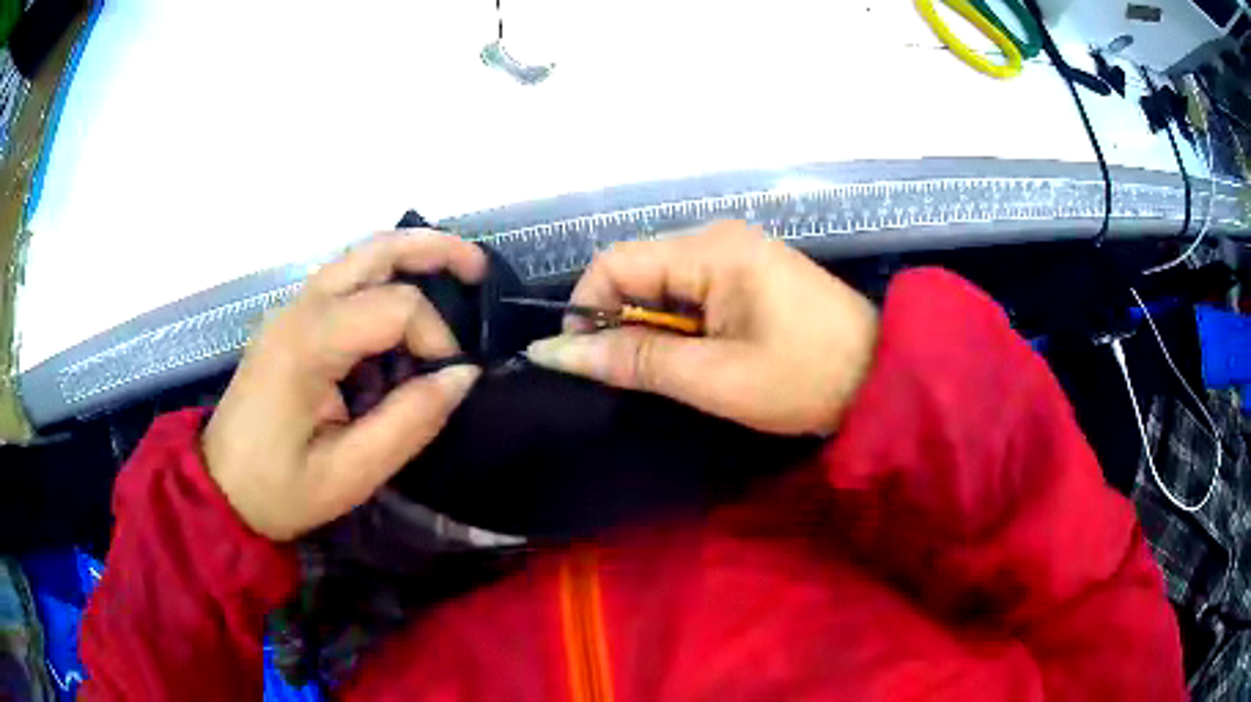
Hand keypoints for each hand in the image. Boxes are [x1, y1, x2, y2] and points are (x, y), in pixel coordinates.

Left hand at [203, 232, 484, 540]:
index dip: (436, 337)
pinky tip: (405, 310)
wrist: (219, 486)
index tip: (446, 383)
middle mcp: (300, 308)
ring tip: (457, 274)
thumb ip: (409, 423)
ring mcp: (292, 308)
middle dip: (435, 250)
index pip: (395, 305)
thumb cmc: (279, 490)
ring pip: (359, 255)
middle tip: (480, 271)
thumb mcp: (349, 474)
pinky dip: (385, 280)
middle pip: (375, 250)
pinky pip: (345, 280)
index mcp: (309, 343)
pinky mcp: (291, 320)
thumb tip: (462, 376)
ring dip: (411, 255)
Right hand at [526, 221, 877, 435]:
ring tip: (667, 372)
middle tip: (629, 377)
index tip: (584, 361)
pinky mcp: (751, 273)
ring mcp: (738, 252)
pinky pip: (692, 291)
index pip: (614, 262)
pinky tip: (695, 356)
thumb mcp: (715, 377)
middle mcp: (718, 237)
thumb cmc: (805, 378)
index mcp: (710, 249)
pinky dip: (679, 325)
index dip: (585, 308)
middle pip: (637, 270)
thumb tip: (556, 353)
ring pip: (662, 283)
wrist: (883, 377)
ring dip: (650, 327)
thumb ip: (634, 361)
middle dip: (619, 322)